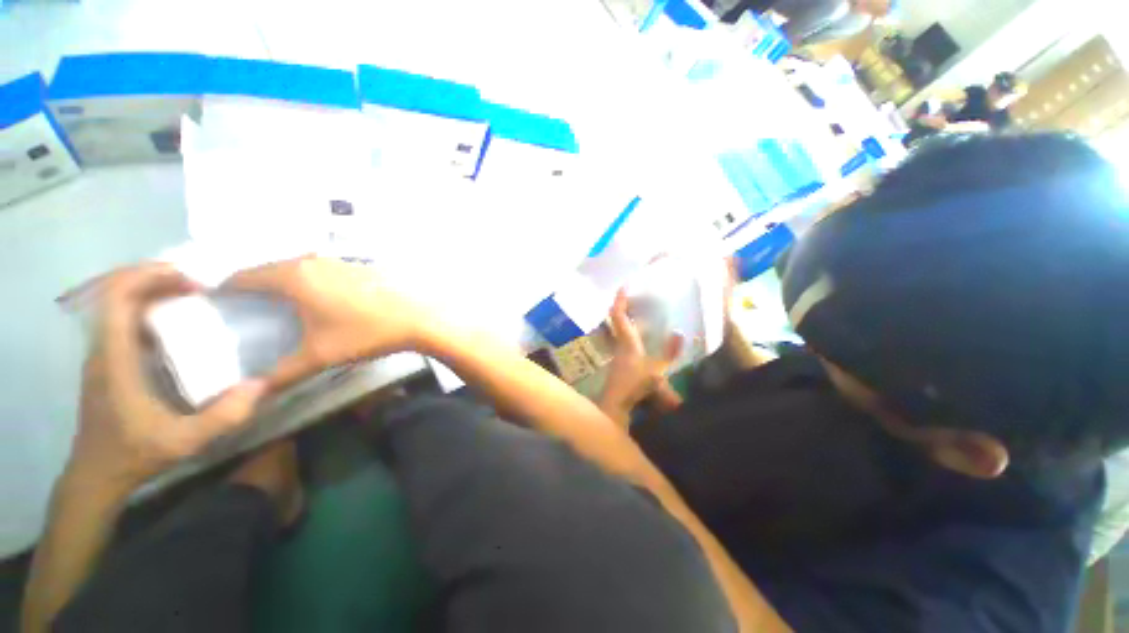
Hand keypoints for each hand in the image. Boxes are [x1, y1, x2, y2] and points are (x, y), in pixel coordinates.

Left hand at [69, 264, 268, 491]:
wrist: (97, 475)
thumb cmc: (135, 454)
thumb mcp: (185, 441)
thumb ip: (224, 415)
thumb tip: (263, 383)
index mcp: (114, 358)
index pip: (118, 297)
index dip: (150, 277)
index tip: (191, 279)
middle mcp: (103, 348)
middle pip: (117, 292)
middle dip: (155, 278)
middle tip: (199, 283)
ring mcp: (103, 354)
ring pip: (118, 304)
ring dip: (152, 291)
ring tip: (192, 296)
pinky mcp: (109, 361)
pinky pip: (123, 320)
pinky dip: (148, 309)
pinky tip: (176, 322)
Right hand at [223, 257, 432, 388]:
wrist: (418, 318)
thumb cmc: (366, 333)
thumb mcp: (319, 356)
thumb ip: (282, 374)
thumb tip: (253, 393)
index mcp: (294, 276)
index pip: (244, 276)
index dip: (225, 290)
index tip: (215, 307)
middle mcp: (313, 261)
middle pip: (270, 269)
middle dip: (253, 287)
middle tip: (242, 311)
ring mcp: (339, 261)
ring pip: (298, 268)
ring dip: (283, 283)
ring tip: (274, 307)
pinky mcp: (358, 266)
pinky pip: (321, 271)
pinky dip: (309, 282)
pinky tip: (315, 301)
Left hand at [598, 290, 683, 426]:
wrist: (616, 404)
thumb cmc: (634, 385)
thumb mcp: (656, 370)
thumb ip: (669, 353)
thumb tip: (679, 332)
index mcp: (627, 341)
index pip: (618, 315)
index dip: (620, 299)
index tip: (624, 285)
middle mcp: (619, 343)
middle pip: (618, 320)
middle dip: (626, 306)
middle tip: (638, 297)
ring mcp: (618, 352)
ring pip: (622, 330)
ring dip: (630, 320)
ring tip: (644, 313)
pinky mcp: (620, 361)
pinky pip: (626, 340)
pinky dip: (633, 333)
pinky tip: (644, 337)